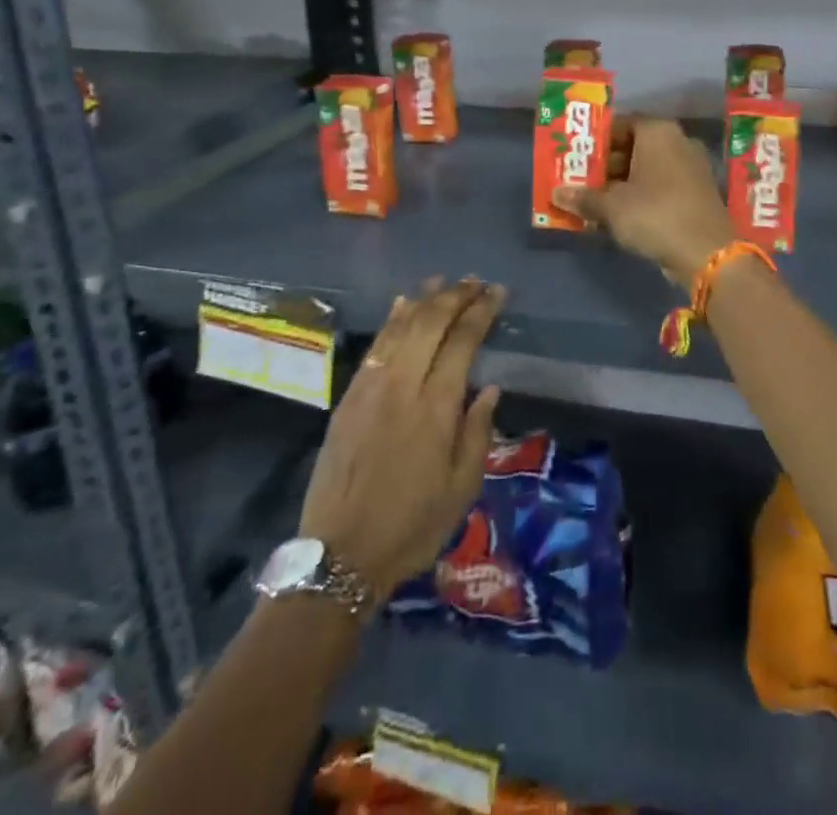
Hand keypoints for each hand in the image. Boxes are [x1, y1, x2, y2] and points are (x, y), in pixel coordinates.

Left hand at [299, 278, 503, 606]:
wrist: (339, 556)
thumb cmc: (412, 526)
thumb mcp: (462, 488)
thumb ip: (477, 431)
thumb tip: (489, 387)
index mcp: (436, 408)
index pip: (462, 341)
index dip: (481, 311)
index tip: (497, 292)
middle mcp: (403, 386)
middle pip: (430, 323)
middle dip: (456, 295)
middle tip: (476, 281)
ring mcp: (371, 388)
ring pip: (400, 327)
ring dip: (424, 298)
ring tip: (444, 280)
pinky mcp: (349, 397)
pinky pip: (375, 345)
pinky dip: (391, 319)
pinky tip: (402, 304)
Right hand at [553, 117, 735, 282]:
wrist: (707, 253)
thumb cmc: (654, 214)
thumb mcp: (612, 207)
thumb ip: (584, 197)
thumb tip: (556, 193)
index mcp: (658, 131)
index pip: (619, 124)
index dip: (595, 141)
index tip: (576, 159)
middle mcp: (678, 141)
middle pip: (634, 146)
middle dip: (606, 165)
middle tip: (580, 181)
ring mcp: (692, 167)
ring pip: (648, 168)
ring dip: (622, 183)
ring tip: (595, 201)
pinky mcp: (698, 192)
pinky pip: (662, 186)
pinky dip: (642, 195)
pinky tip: (622, 214)